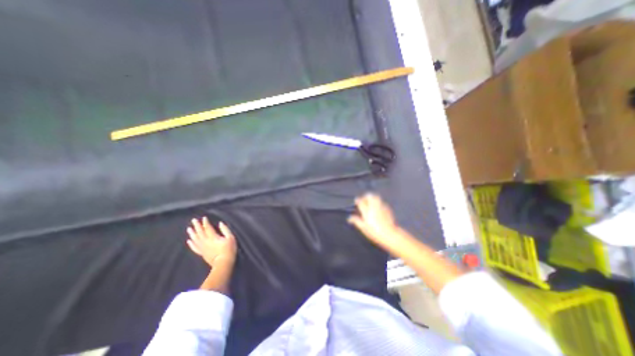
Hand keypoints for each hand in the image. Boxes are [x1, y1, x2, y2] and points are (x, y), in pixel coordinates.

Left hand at [189, 216, 238, 265]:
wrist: (223, 263)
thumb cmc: (229, 249)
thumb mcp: (231, 238)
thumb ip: (225, 230)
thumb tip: (220, 223)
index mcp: (213, 237)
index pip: (208, 228)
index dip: (205, 222)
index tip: (204, 217)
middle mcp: (205, 241)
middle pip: (200, 232)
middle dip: (197, 226)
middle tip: (193, 220)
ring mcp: (203, 248)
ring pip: (195, 239)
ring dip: (192, 233)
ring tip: (189, 228)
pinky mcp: (202, 253)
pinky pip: (194, 248)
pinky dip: (191, 244)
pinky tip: (189, 241)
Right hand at [349, 195, 403, 249]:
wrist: (389, 234)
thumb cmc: (374, 232)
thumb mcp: (363, 228)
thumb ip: (356, 221)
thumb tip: (349, 218)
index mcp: (367, 211)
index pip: (361, 202)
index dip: (358, 200)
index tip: (356, 201)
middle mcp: (374, 207)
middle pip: (369, 196)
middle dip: (366, 196)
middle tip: (364, 200)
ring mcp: (381, 207)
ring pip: (376, 197)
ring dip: (372, 198)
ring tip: (371, 202)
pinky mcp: (387, 209)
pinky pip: (382, 202)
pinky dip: (378, 203)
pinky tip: (378, 207)